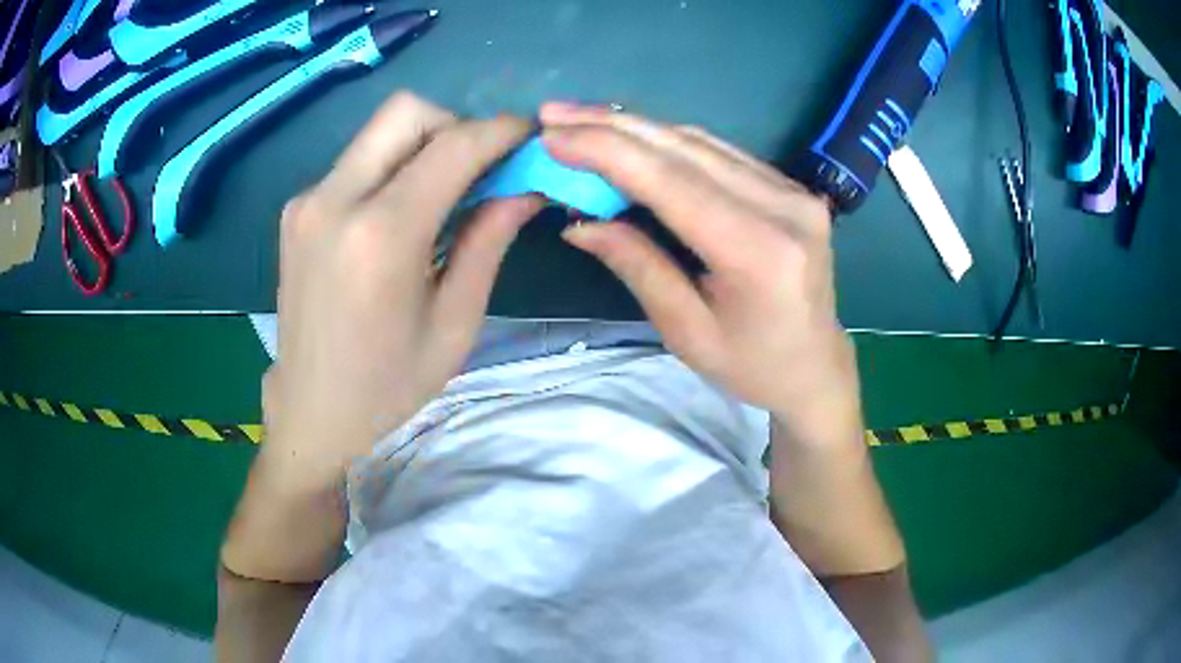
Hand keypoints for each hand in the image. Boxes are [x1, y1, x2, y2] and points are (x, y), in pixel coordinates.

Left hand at [264, 93, 541, 485]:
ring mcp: (307, 201)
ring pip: (378, 131)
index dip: (500, 131)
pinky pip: (356, 161)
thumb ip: (489, 241)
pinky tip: (401, 212)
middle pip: (406, 113)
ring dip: (423, 144)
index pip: (452, 146)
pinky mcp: (296, 210)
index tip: (530, 137)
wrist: (311, 413)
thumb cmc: (388, 385)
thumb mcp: (455, 323)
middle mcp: (335, 200)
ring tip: (445, 192)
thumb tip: (526, 187)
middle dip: (455, 125)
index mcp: (380, 236)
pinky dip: (391, 167)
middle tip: (480, 168)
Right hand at [540, 103, 860, 443]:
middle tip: (555, 115)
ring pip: (701, 142)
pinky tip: (633, 139)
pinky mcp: (791, 187)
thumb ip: (637, 265)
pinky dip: (669, 143)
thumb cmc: (751, 366)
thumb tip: (579, 222)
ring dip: (637, 128)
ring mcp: (793, 191)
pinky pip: (721, 152)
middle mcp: (783, 207)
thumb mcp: (685, 331)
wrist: (816, 368)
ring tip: (582, 122)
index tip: (553, 135)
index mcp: (757, 252)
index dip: (607, 151)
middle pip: (685, 149)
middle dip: (612, 126)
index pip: (671, 182)